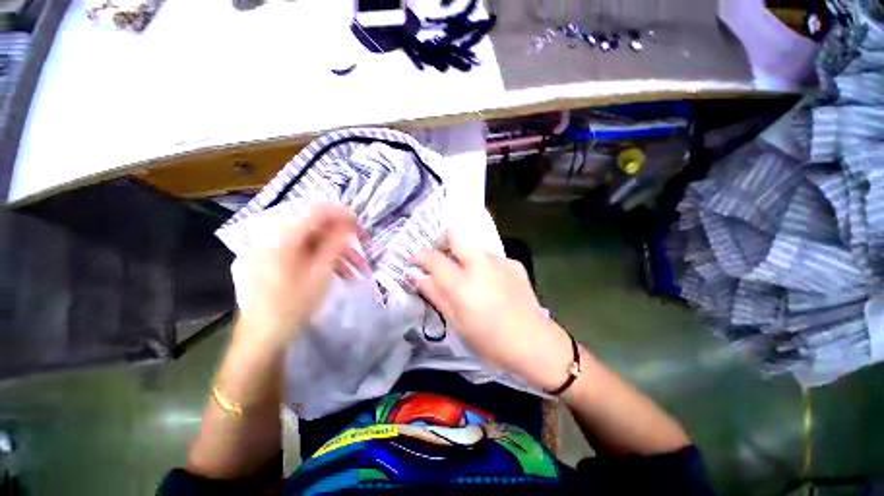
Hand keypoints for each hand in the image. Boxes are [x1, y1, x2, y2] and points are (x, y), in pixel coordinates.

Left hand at [239, 204, 365, 348]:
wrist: (263, 339)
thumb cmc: (292, 306)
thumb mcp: (319, 274)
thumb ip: (334, 245)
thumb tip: (347, 225)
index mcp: (282, 238)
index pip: (314, 212)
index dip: (339, 213)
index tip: (360, 222)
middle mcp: (276, 239)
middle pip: (316, 229)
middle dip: (344, 239)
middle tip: (364, 246)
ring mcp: (275, 252)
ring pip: (315, 244)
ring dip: (340, 254)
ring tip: (360, 270)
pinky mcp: (278, 264)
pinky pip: (307, 255)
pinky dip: (327, 262)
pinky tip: (344, 275)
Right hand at [414, 235, 572, 390]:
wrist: (534, 343)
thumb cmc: (489, 339)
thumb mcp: (456, 321)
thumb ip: (435, 293)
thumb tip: (415, 274)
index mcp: (462, 283)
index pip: (433, 257)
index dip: (419, 256)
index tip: (414, 260)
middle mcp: (480, 264)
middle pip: (454, 234)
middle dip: (442, 241)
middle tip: (439, 259)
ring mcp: (500, 260)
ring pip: (473, 245)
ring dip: (463, 254)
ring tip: (465, 274)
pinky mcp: (514, 263)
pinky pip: (490, 256)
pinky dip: (482, 263)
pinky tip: (489, 282)